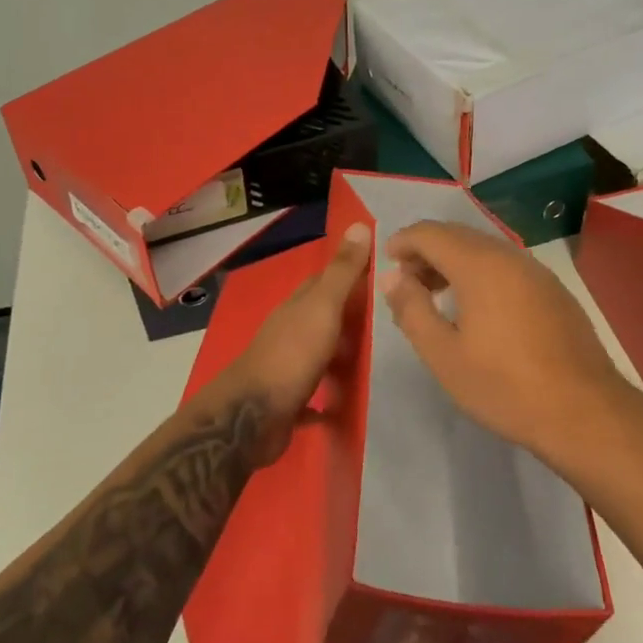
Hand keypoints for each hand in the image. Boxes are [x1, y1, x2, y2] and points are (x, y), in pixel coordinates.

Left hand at [203, 221, 371, 464]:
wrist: (252, 418)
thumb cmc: (292, 355)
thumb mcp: (323, 307)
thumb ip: (342, 271)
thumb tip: (359, 223)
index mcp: (297, 307)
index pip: (324, 282)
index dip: (349, 276)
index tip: (381, 276)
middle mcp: (290, 333)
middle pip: (323, 319)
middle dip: (351, 320)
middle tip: (390, 325)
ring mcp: (286, 368)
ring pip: (320, 356)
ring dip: (342, 358)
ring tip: (377, 364)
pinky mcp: (287, 403)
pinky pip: (315, 398)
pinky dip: (329, 399)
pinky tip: (348, 406)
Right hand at [382, 221, 631, 459]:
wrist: (583, 410)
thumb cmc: (504, 385)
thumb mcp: (444, 355)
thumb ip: (412, 310)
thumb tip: (392, 278)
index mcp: (479, 264)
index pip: (431, 233)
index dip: (404, 241)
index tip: (387, 259)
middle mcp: (508, 256)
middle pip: (458, 235)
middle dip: (427, 249)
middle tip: (407, 278)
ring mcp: (536, 271)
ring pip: (485, 249)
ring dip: (454, 261)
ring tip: (436, 293)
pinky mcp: (554, 290)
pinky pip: (507, 266)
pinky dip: (481, 272)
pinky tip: (478, 306)